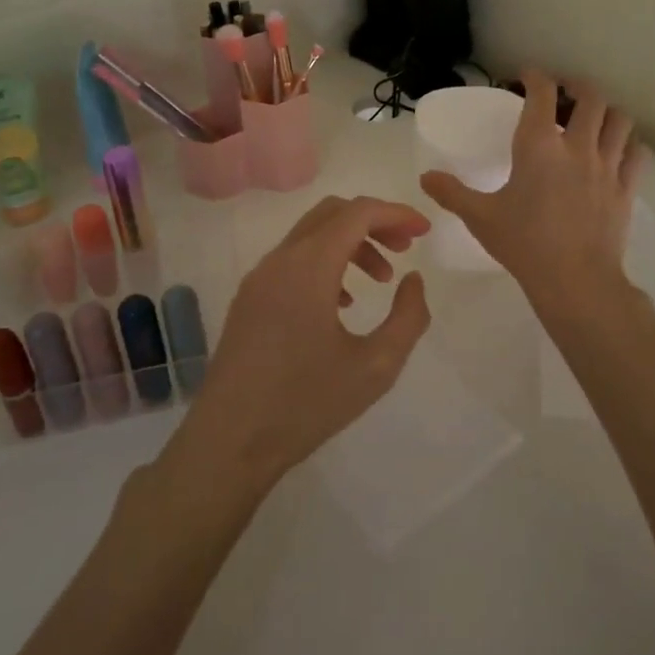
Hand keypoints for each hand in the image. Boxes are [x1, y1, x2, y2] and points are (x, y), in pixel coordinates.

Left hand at [174, 196, 432, 494]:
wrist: (230, 442)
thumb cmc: (306, 404)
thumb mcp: (376, 367)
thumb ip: (408, 317)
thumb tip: (413, 280)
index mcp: (309, 267)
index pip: (357, 213)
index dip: (396, 213)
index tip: (424, 231)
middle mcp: (279, 260)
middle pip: (331, 213)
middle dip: (374, 222)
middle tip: (404, 249)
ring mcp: (259, 278)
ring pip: (311, 236)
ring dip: (350, 245)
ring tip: (380, 281)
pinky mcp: (249, 299)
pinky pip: (292, 260)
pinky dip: (325, 263)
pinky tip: (343, 304)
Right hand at [420, 71, 644, 299]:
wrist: (574, 280)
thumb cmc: (523, 243)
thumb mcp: (480, 217)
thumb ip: (452, 193)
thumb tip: (425, 177)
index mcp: (539, 145)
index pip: (542, 93)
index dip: (535, 77)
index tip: (527, 76)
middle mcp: (577, 146)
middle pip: (590, 97)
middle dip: (578, 87)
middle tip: (565, 93)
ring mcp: (607, 166)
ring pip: (620, 120)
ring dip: (607, 111)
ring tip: (594, 118)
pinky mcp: (626, 189)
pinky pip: (637, 153)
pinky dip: (628, 142)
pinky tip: (618, 149)